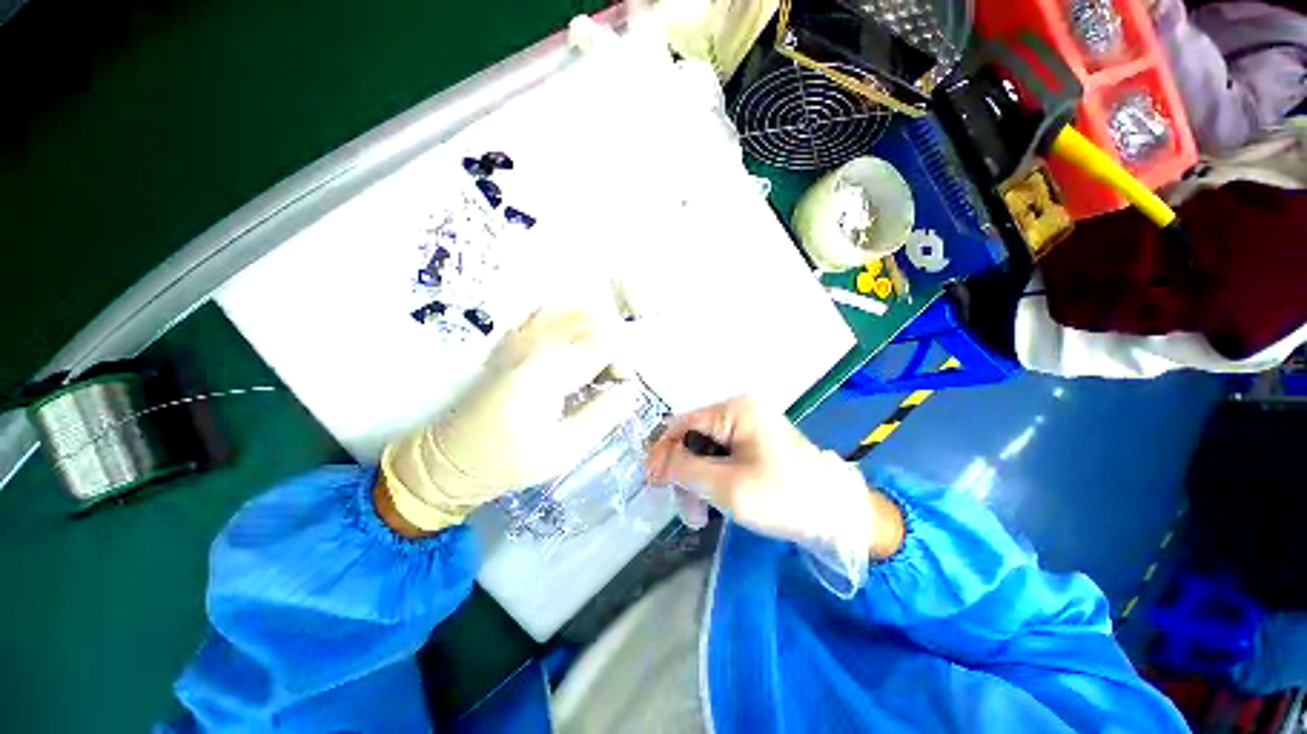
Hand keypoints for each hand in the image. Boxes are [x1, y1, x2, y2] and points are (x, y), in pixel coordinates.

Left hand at [380, 310, 637, 532]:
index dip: (623, 363)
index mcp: (545, 372)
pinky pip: (554, 315)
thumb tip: (631, 388)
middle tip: (611, 381)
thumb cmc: (508, 461)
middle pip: (592, 323)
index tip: (622, 389)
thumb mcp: (564, 450)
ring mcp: (520, 337)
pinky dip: (575, 326)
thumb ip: (603, 414)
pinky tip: (575, 351)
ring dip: (597, 336)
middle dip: (613, 348)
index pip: (603, 344)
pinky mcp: (513, 339)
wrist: (451, 457)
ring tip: (596, 368)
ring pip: (575, 315)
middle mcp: (532, 343)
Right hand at [647, 397, 903, 560]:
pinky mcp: (754, 445)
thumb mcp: (727, 486)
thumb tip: (653, 462)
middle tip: (686, 513)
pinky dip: (713, 482)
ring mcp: (748, 428)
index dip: (663, 453)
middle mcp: (739, 412)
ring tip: (699, 518)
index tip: (652, 484)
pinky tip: (714, 506)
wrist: (839, 516)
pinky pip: (721, 459)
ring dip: (697, 483)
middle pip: (693, 440)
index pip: (682, 424)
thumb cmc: (783, 497)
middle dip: (684, 475)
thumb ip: (684, 470)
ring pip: (705, 453)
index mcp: (734, 410)